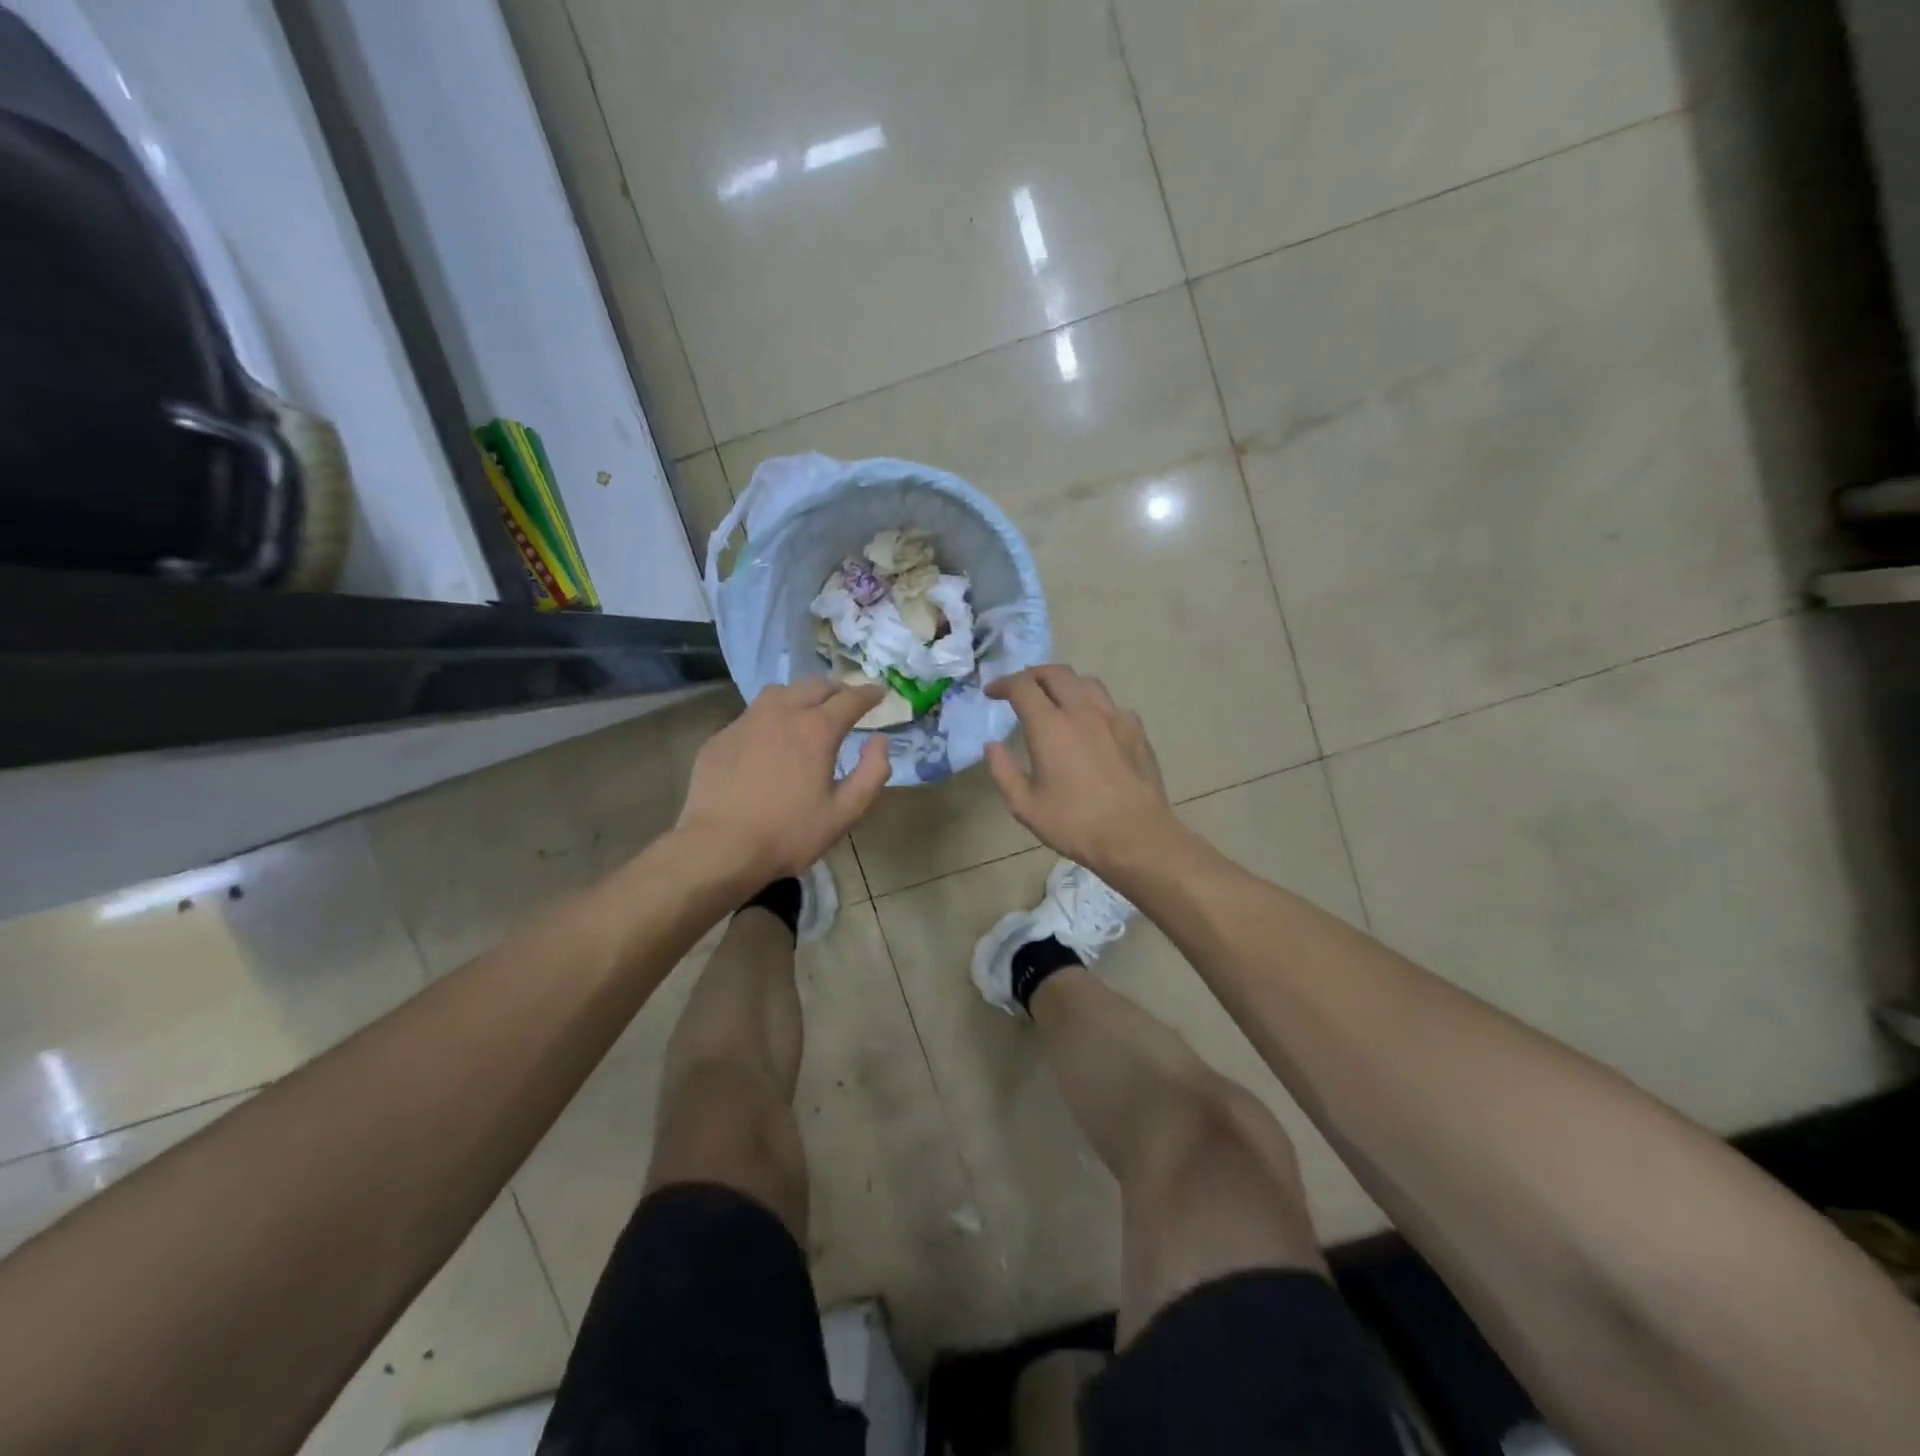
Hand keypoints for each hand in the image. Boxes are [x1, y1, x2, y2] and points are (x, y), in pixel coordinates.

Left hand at [677, 680, 890, 883]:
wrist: (719, 848)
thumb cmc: (789, 834)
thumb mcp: (845, 812)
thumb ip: (872, 773)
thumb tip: (879, 741)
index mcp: (816, 730)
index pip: (851, 698)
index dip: (870, 693)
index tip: (880, 692)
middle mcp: (782, 713)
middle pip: (815, 686)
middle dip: (837, 689)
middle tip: (847, 701)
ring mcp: (746, 721)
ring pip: (780, 692)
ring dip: (801, 695)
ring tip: (808, 711)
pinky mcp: (721, 737)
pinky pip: (752, 715)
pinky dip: (770, 718)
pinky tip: (769, 740)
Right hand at [984, 666, 1178, 871]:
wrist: (1136, 836)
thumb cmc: (1075, 824)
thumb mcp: (1025, 806)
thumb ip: (1003, 771)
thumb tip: (993, 745)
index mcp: (1050, 727)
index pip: (1023, 686)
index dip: (1003, 684)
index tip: (992, 693)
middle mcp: (1082, 711)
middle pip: (1056, 673)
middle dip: (1033, 675)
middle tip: (1021, 690)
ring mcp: (1114, 718)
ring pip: (1086, 682)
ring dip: (1065, 684)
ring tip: (1056, 700)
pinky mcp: (1136, 731)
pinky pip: (1111, 704)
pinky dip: (1093, 705)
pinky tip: (1092, 726)